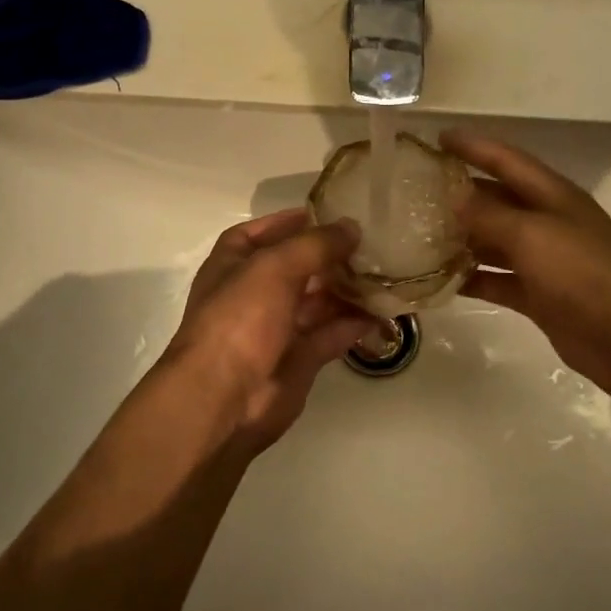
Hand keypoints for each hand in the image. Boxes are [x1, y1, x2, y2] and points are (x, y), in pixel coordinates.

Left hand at [161, 209, 375, 452]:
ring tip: (386, 272)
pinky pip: (331, 333)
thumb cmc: (240, 319)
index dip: (292, 221)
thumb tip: (352, 227)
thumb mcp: (275, 267)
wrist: (223, 399)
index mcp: (234, 264)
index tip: (331, 212)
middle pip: (298, 266)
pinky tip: (383, 310)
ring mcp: (276, 328)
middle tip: (373, 242)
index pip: (263, 233)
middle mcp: (253, 293)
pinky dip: (354, 322)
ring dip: (348, 288)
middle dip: (331, 255)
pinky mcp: (299, 359)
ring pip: (318, 300)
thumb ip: (316, 244)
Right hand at [441, 130, 610, 401]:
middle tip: (418, 192)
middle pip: (498, 200)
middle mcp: (548, 222)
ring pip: (495, 242)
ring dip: (462, 239)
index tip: (437, 138)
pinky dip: (473, 279)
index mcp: (553, 196)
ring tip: (420, 237)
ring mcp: (544, 261)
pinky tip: (442, 281)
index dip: (473, 146)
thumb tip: (455, 196)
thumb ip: (490, 215)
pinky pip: (498, 280)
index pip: (507, 160)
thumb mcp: (532, 235)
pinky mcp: (539, 296)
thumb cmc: (582, 273)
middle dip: (461, 193)